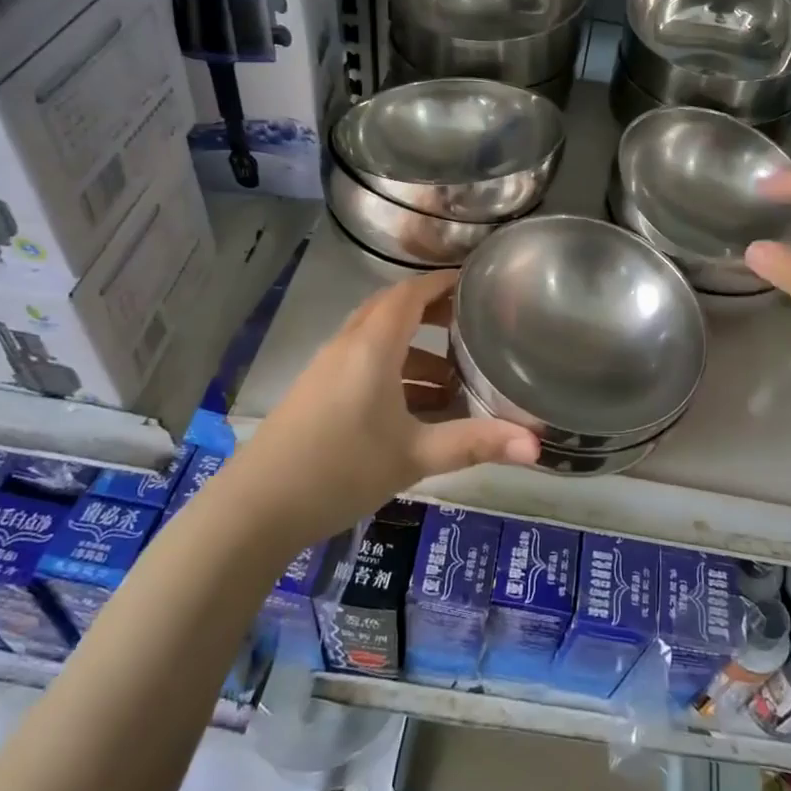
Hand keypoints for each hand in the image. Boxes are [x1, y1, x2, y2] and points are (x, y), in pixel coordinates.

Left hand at [226, 269, 539, 545]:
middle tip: (472, 325)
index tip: (476, 281)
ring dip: (415, 351)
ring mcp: (326, 369)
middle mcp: (347, 346)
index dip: (443, 283)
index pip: (410, 294)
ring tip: (454, 380)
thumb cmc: (340, 469)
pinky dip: (393, 371)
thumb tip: (536, 445)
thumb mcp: (414, 456)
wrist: (254, 509)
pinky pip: (363, 364)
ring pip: (378, 341)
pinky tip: (415, 409)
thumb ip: (475, 443)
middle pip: (393, 310)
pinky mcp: (316, 392)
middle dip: (433, 313)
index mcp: (372, 346)